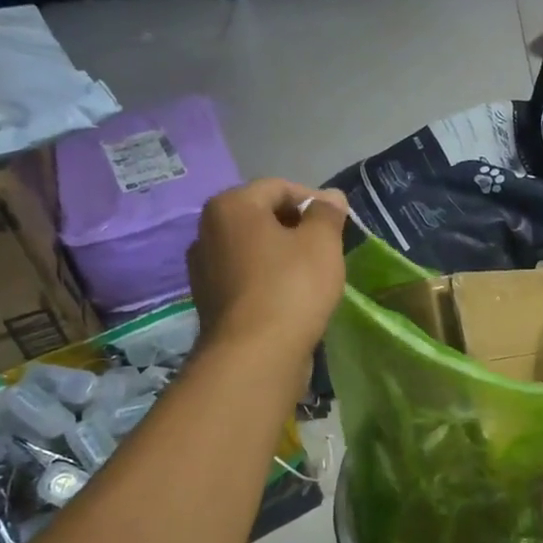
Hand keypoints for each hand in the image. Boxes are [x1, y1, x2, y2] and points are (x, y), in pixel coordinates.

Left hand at [189, 180, 347, 367]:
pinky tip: (290, 298)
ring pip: (253, 249)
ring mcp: (203, 268)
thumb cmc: (291, 287)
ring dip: (282, 255)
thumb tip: (331, 197)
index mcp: (230, 206)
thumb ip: (327, 214)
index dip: (314, 200)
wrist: (255, 355)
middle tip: (328, 248)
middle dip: (296, 227)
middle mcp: (207, 230)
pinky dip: (268, 279)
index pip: (279, 187)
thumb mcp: (322, 243)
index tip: (339, 223)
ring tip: (312, 274)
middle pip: (261, 217)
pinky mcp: (209, 301)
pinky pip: (245, 278)